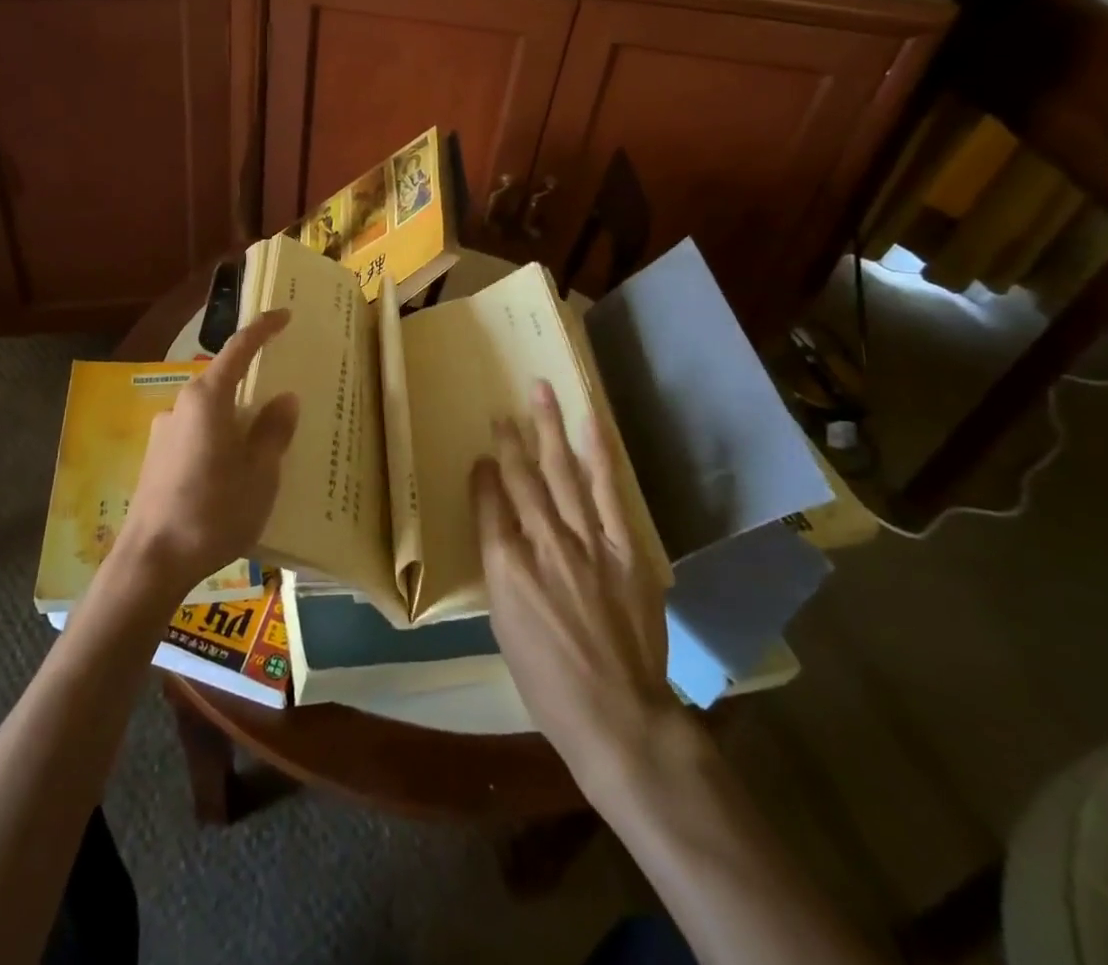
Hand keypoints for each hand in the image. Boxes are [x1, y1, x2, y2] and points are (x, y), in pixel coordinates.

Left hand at [116, 309, 299, 603]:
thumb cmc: (213, 512)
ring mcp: (164, 433)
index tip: (284, 314)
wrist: (150, 561)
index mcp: (207, 400)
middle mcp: (180, 406)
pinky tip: (232, 474)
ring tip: (262, 448)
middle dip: (252, 385)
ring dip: (234, 419)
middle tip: (282, 401)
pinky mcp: (156, 460)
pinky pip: (197, 436)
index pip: (239, 349)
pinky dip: (219, 440)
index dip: (263, 329)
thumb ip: (273, 431)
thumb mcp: (260, 474)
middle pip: (222, 381)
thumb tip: (284, 398)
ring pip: (209, 412)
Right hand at [473, 381, 680, 795]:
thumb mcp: (505, 628)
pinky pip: (607, 492)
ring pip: (562, 472)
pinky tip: (590, 425)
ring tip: (540, 391)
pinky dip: (598, 455)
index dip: (483, 475)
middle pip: (522, 479)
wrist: (619, 717)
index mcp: (504, 568)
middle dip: (510, 441)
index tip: (482, 456)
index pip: (488, 504)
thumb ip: (502, 570)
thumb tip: (502, 531)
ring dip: (549, 429)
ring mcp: (586, 542)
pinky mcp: (625, 548)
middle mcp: (542, 544)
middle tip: (503, 410)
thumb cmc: (548, 683)